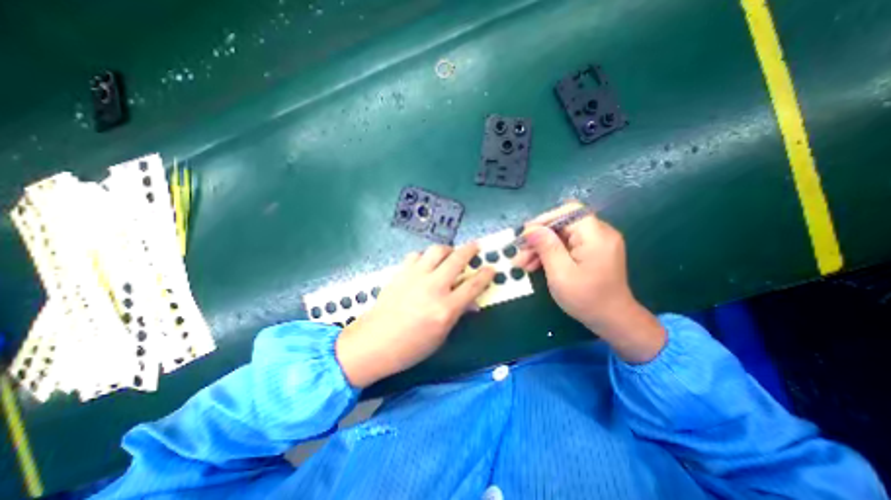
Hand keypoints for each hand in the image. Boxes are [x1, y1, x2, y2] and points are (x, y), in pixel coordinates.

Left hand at [339, 245, 497, 387]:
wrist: (374, 342)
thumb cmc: (411, 347)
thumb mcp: (441, 336)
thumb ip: (457, 313)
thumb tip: (470, 300)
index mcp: (446, 309)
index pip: (473, 285)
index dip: (485, 275)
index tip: (491, 268)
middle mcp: (433, 287)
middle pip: (457, 259)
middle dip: (471, 250)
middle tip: (476, 246)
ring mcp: (415, 277)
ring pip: (437, 250)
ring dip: (448, 249)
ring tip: (450, 254)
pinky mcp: (401, 272)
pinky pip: (417, 255)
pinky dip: (425, 257)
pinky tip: (425, 264)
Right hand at [512, 202, 663, 362]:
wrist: (612, 320)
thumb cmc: (586, 299)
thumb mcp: (561, 273)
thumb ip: (546, 247)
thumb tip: (530, 229)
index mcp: (596, 235)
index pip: (568, 211)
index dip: (544, 219)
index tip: (526, 235)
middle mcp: (599, 233)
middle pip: (562, 224)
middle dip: (539, 237)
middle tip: (519, 253)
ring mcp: (595, 242)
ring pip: (561, 235)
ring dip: (540, 247)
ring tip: (522, 263)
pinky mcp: (591, 252)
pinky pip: (566, 245)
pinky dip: (550, 253)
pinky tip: (535, 265)